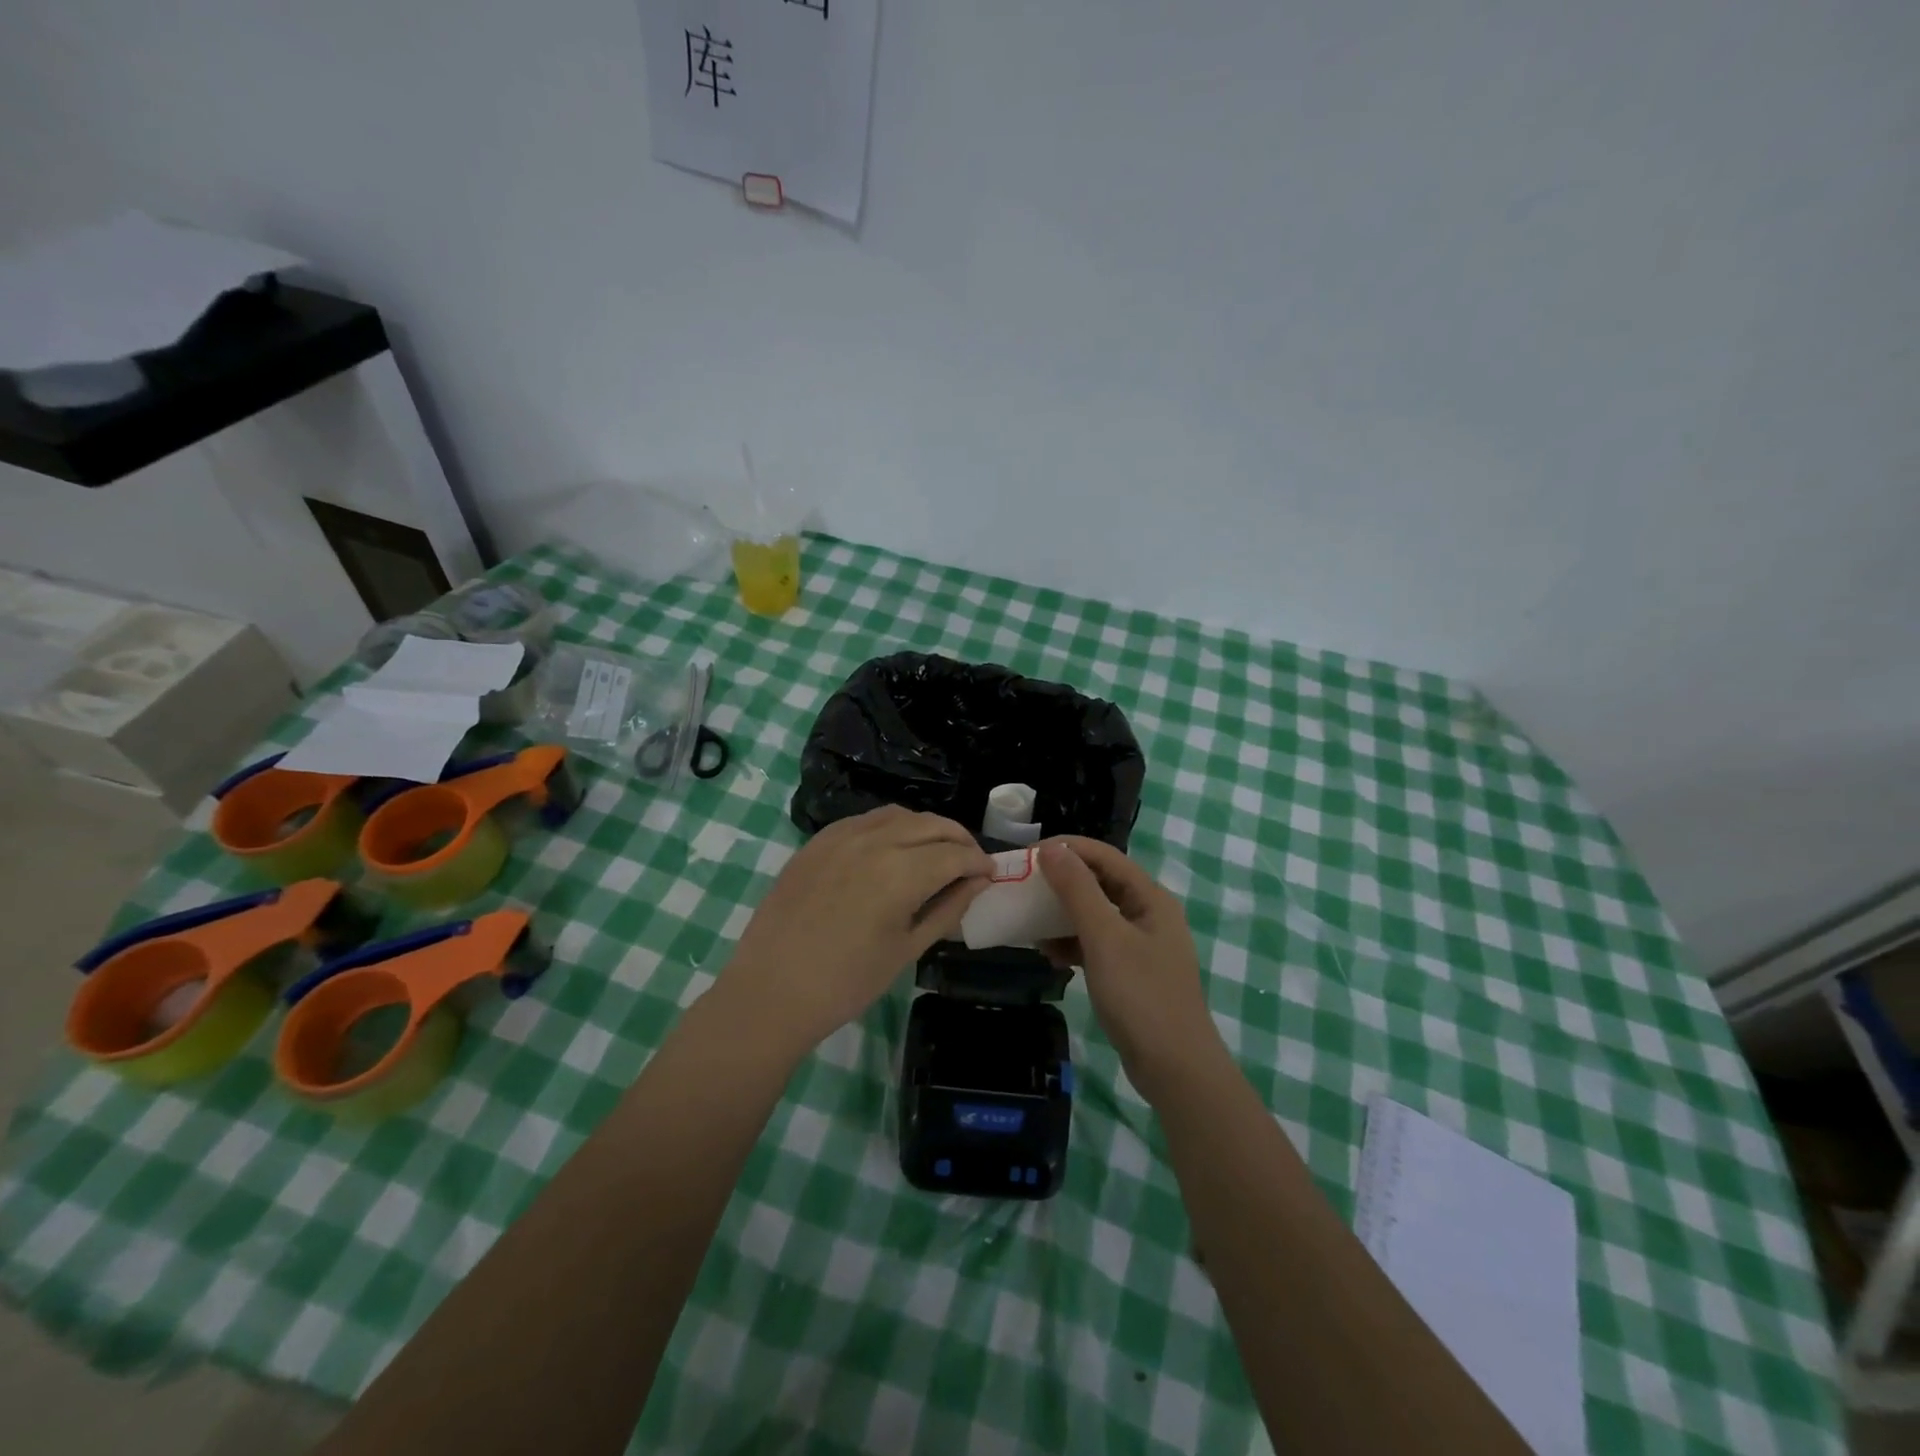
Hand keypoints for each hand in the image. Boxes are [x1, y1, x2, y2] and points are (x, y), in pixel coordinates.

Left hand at [724, 806, 992, 1051]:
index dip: (979, 863)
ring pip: (899, 815)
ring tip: (936, 851)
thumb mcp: (907, 950)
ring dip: (926, 828)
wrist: (771, 991)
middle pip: (931, 825)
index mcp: (901, 872)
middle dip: (959, 840)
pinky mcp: (818, 841)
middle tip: (970, 862)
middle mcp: (874, 841)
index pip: (955, 854)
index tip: (991, 875)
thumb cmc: (846, 982)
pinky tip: (893, 848)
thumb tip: (978, 883)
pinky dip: (891, 827)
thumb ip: (947, 909)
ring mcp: (841, 836)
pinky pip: (865, 820)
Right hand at [1038, 837, 1223, 1102]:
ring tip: (1030, 922)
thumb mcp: (1104, 938)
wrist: (1175, 1069)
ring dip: (1063, 914)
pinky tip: (1050, 955)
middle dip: (1061, 881)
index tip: (1027, 855)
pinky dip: (1072, 944)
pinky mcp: (1131, 971)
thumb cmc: (1141, 996)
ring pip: (1095, 914)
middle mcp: (1148, 913)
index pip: (1104, 856)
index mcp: (1150, 897)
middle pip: (1100, 882)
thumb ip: (1078, 890)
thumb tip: (1052, 848)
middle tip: (1023, 885)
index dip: (1066, 849)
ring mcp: (1141, 944)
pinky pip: (1096, 943)